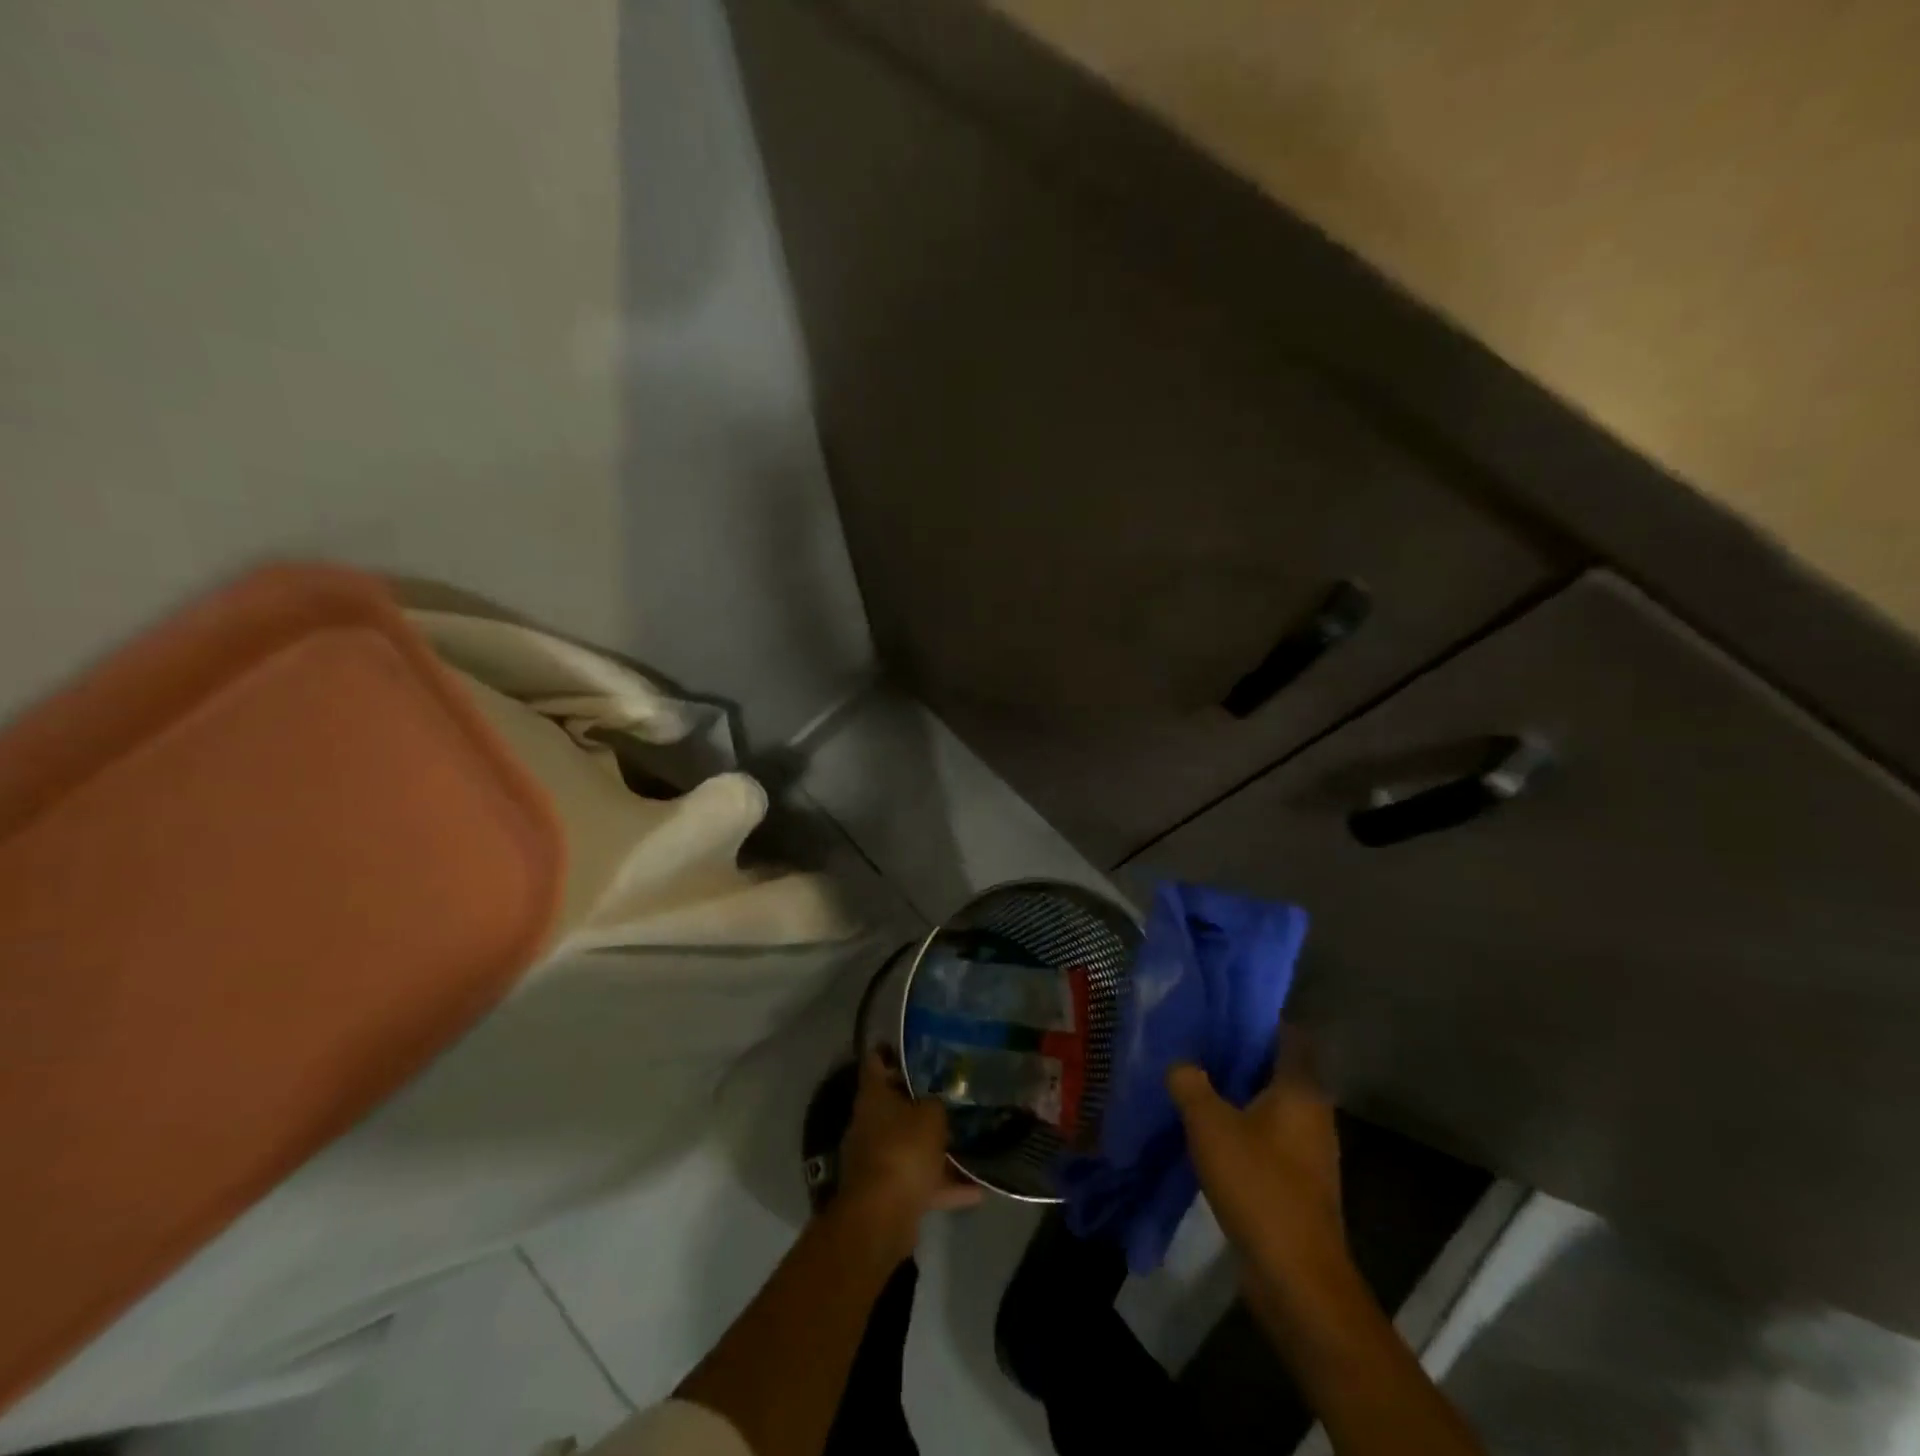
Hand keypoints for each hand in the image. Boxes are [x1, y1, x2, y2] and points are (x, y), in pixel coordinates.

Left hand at [834, 1051, 982, 1253]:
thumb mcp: (931, 1115)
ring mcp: (877, 1160)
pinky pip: (920, 1182)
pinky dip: (944, 1185)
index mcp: (873, 1096)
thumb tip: (939, 1100)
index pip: (875, 1061)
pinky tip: (977, 1189)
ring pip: (909, 1146)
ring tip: (969, 1142)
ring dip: (935, 1148)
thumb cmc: (903, 1150)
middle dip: (921, 1101)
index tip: (914, 1046)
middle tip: (951, 1092)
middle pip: (894, 1104)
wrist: (881, 1217)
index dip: (891, 1051)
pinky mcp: (888, 1193)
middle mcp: (870, 1124)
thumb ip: (937, 1103)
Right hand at [1168, 1029, 1345, 1287]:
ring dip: (1239, 1094)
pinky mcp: (1299, 1182)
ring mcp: (1309, 1151)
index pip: (1288, 1036)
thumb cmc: (1259, 1185)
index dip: (1258, 1019)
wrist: (1296, 1277)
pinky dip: (1243, 1127)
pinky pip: (1269, 1137)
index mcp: (1301, 1090)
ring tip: (1196, 1081)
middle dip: (1240, 1056)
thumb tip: (1180, 1063)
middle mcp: (1313, 1114)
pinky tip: (1209, 1131)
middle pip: (1278, 1070)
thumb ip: (1190, 1083)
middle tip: (1198, 1042)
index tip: (1222, 1010)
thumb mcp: (1209, 1125)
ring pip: (1272, 1105)